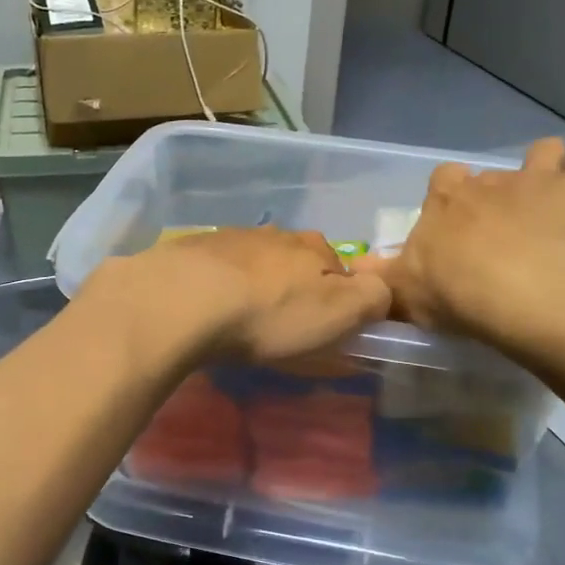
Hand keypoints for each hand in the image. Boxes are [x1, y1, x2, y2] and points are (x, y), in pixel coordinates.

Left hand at [83, 227, 392, 364]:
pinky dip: (221, 287)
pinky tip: (210, 310)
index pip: (342, 270)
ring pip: (257, 264)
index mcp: (315, 248)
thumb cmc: (269, 313)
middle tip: (284, 328)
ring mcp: (230, 238)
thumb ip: (372, 299)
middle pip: (297, 264)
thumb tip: (381, 291)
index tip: (328, 330)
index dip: (340, 300)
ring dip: (257, 287)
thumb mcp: (339, 313)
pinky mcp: (192, 251)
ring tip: (243, 321)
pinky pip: (218, 270)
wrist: (182, 299)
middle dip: (296, 291)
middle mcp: (276, 235)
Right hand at [363, 136, 564, 342]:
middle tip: (507, 235)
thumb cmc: (458, 295)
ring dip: (553, 169)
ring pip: (547, 151)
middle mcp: (490, 180)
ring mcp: (539, 179)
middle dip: (500, 195)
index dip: (452, 198)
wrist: (523, 296)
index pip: (443, 179)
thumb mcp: (405, 294)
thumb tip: (355, 271)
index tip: (458, 229)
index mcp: (447, 200)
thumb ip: (380, 280)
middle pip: (493, 173)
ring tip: (559, 201)